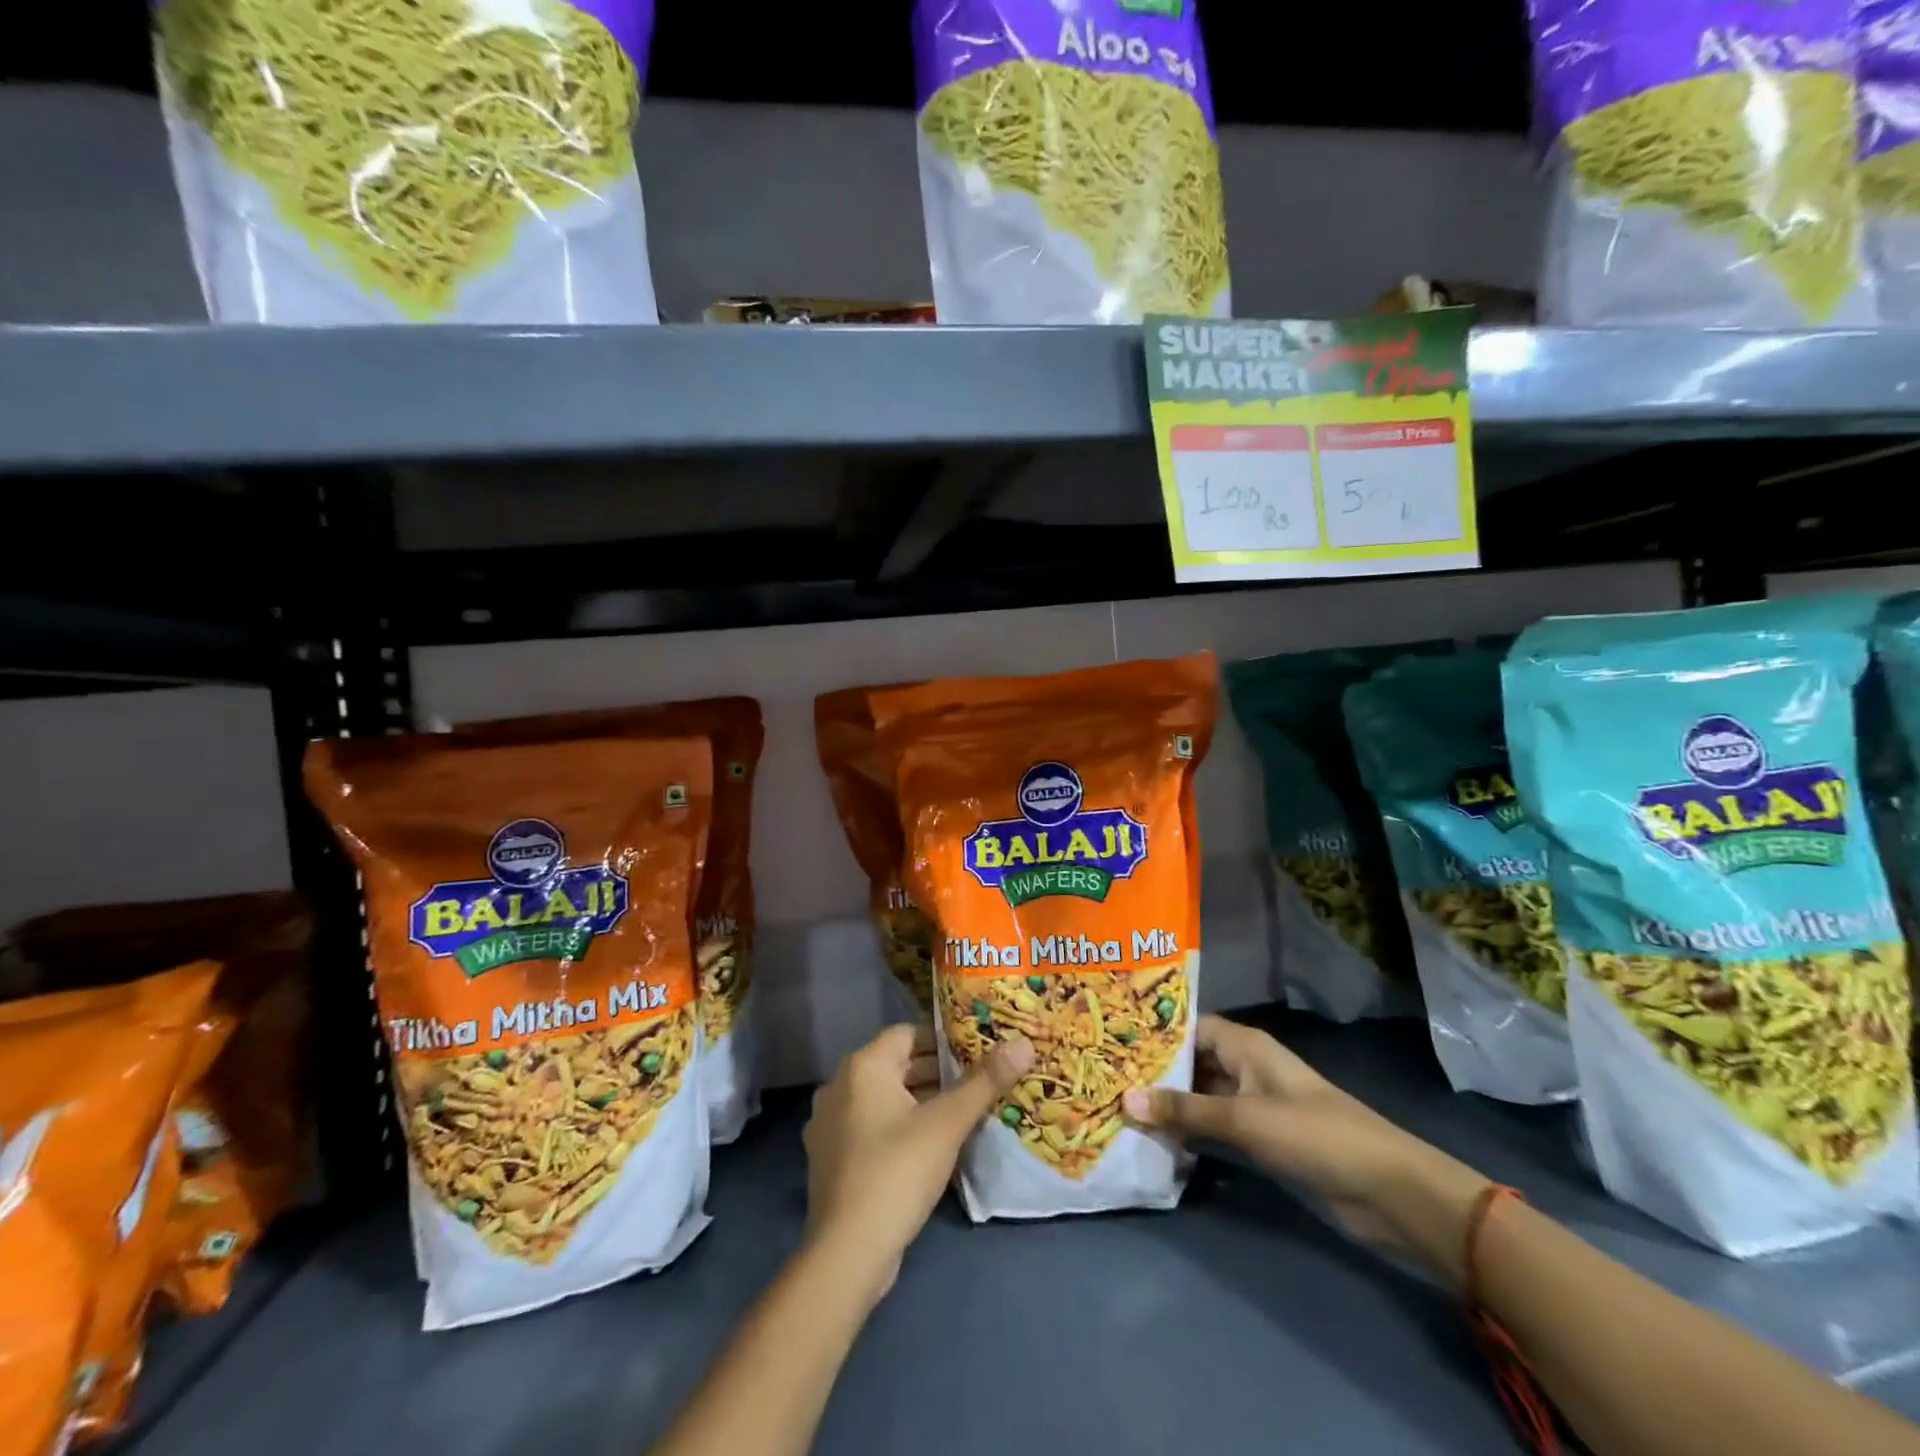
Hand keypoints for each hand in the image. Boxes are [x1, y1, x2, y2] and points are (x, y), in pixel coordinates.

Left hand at [803, 1022, 1033, 1303]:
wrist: (846, 1254)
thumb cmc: (897, 1172)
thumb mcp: (947, 1124)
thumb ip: (985, 1082)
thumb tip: (1024, 1043)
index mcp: (863, 1066)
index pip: (908, 1033)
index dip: (943, 1038)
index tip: (977, 1047)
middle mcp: (840, 1085)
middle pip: (897, 1065)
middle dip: (937, 1070)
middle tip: (979, 1077)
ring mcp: (831, 1124)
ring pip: (886, 1098)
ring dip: (921, 1100)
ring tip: (963, 1109)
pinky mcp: (834, 1159)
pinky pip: (873, 1126)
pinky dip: (901, 1125)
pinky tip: (932, 1144)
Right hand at [1123, 1016, 1488, 1285]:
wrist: (1385, 1191)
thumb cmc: (1313, 1134)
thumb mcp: (1243, 1118)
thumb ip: (1185, 1109)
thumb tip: (1125, 1100)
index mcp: (1245, 1045)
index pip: (1188, 1026)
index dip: (1153, 1031)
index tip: (1110, 1039)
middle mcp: (1245, 1067)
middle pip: (1191, 1061)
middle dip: (1154, 1071)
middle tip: (1104, 1078)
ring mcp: (1253, 1104)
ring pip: (1200, 1096)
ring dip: (1169, 1105)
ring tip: (1117, 1108)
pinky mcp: (1260, 1139)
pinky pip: (1214, 1127)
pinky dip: (1189, 1132)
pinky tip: (1155, 1140)